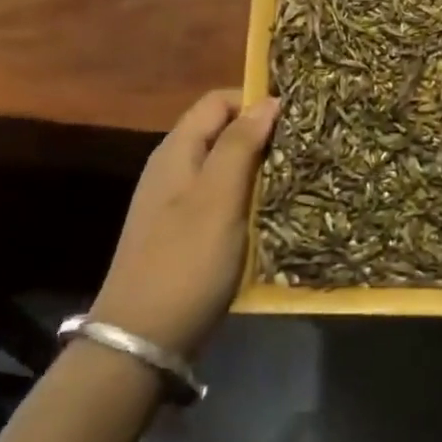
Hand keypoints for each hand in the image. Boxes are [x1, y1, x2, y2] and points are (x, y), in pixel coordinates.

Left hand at [91, 90, 279, 358]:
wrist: (140, 341)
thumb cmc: (185, 261)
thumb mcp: (218, 198)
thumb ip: (240, 145)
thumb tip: (268, 100)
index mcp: (177, 150)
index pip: (218, 101)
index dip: (255, 101)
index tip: (295, 118)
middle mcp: (173, 168)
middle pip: (221, 131)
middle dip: (260, 134)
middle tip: (301, 149)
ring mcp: (175, 202)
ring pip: (223, 166)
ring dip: (256, 168)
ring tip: (295, 179)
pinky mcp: (183, 233)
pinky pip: (220, 198)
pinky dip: (245, 198)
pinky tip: (269, 214)